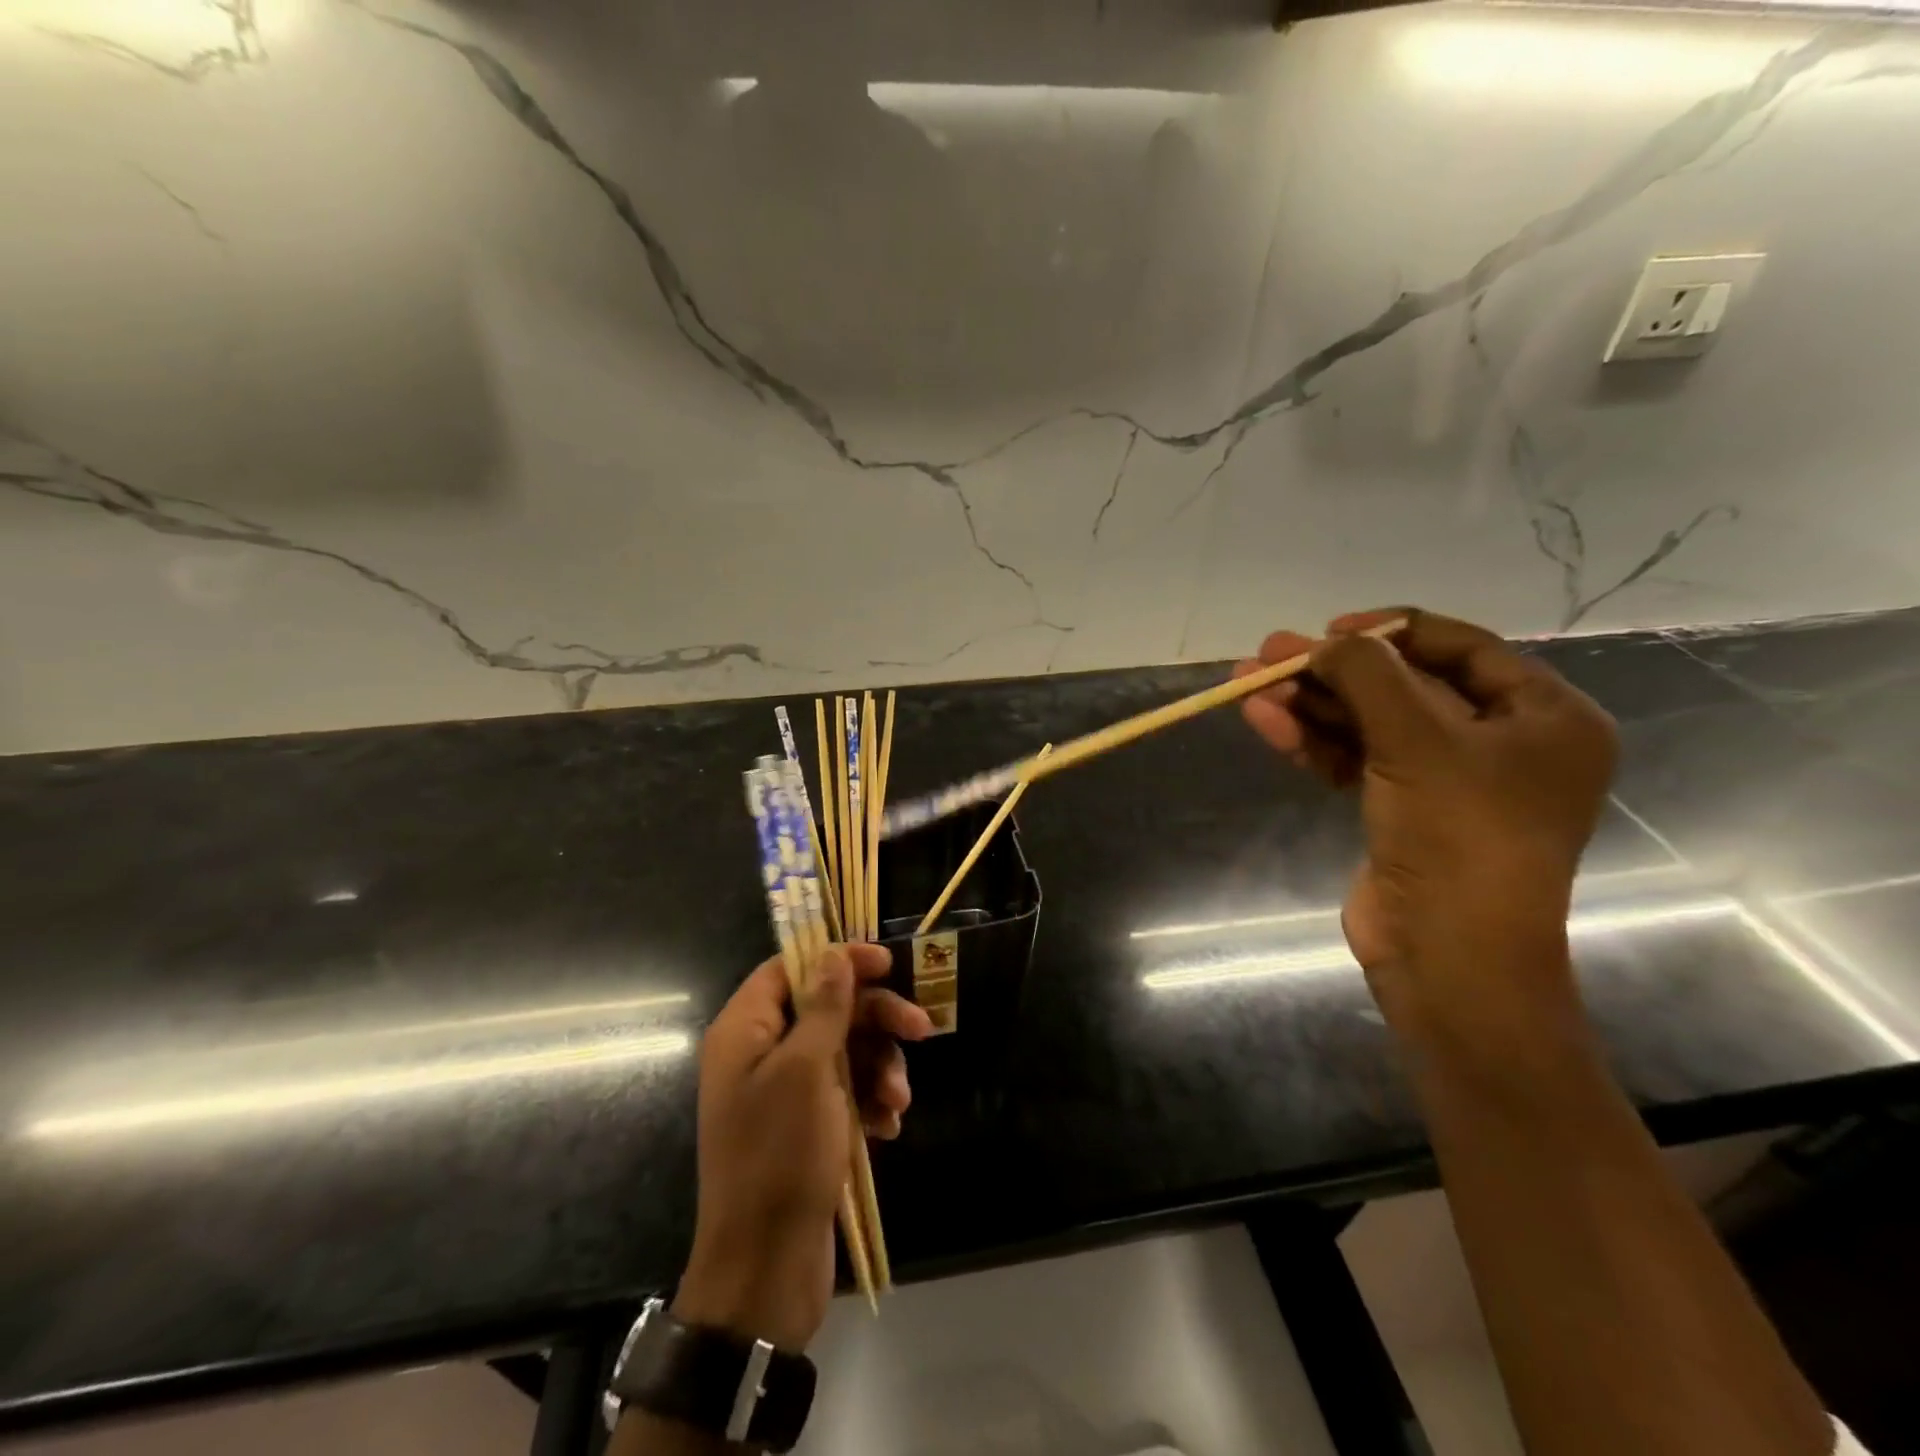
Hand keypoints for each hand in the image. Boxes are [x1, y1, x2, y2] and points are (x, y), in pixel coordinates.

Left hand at [674, 944, 931, 1351]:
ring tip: (898, 1099)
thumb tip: (833, 954)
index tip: (886, 964)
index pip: (790, 968)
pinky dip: (870, 1100)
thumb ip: (824, 1007)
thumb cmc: (780, 1156)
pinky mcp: (806, 1126)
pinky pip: (846, 1092)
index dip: (838, 959)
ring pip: (844, 1051)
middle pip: (827, 1008)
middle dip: (876, 1019)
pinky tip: (889, 1124)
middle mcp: (762, 1054)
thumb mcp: (807, 1071)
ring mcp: (785, 1092)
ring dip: (880, 1067)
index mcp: (746, 1031)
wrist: (766, 1269)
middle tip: (922, 1029)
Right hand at [1236, 607, 1616, 1038]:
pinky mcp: (1405, 810)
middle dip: (1334, 671)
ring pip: (1372, 724)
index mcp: (1544, 718)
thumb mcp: (1416, 741)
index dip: (1392, 631)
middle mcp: (1502, 744)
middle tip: (1269, 654)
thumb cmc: (1458, 836)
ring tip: (1248, 685)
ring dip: (1312, 706)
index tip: (1329, 628)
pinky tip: (1266, 722)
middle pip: (1405, 686)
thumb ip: (1369, 676)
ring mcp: (1449, 781)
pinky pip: (1358, 759)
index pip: (1464, 649)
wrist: (1448, 956)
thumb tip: (1326, 642)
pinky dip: (1314, 741)